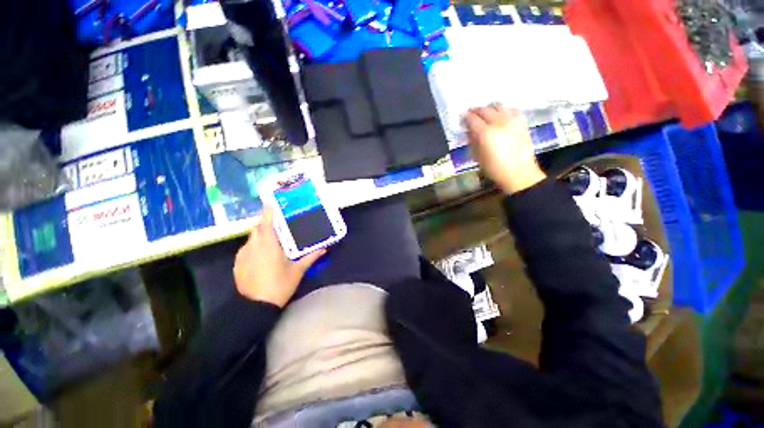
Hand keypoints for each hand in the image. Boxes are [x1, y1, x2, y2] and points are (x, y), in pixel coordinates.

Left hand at [233, 207, 325, 306]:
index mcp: (269, 245)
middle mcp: (253, 246)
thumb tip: (324, 248)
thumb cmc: (280, 285)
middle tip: (278, 226)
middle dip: (266, 224)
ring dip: (260, 235)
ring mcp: (243, 254)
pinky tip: (262, 256)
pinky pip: (246, 248)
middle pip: (257, 228)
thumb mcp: (298, 270)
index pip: (266, 222)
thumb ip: (311, 257)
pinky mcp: (238, 263)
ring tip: (272, 241)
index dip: (268, 211)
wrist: (256, 306)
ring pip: (251, 238)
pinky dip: (254, 246)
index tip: (272, 204)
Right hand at [464, 105, 546, 194]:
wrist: (519, 173)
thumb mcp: (477, 157)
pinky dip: (503, 110)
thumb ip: (472, 141)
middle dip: (476, 110)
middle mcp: (499, 123)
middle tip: (471, 113)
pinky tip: (501, 116)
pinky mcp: (522, 122)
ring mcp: (512, 121)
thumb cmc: (494, 169)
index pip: (472, 119)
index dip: (465, 117)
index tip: (462, 116)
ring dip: (489, 108)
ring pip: (498, 106)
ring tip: (485, 113)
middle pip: (485, 110)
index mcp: (485, 134)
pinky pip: (511, 110)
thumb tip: (469, 131)